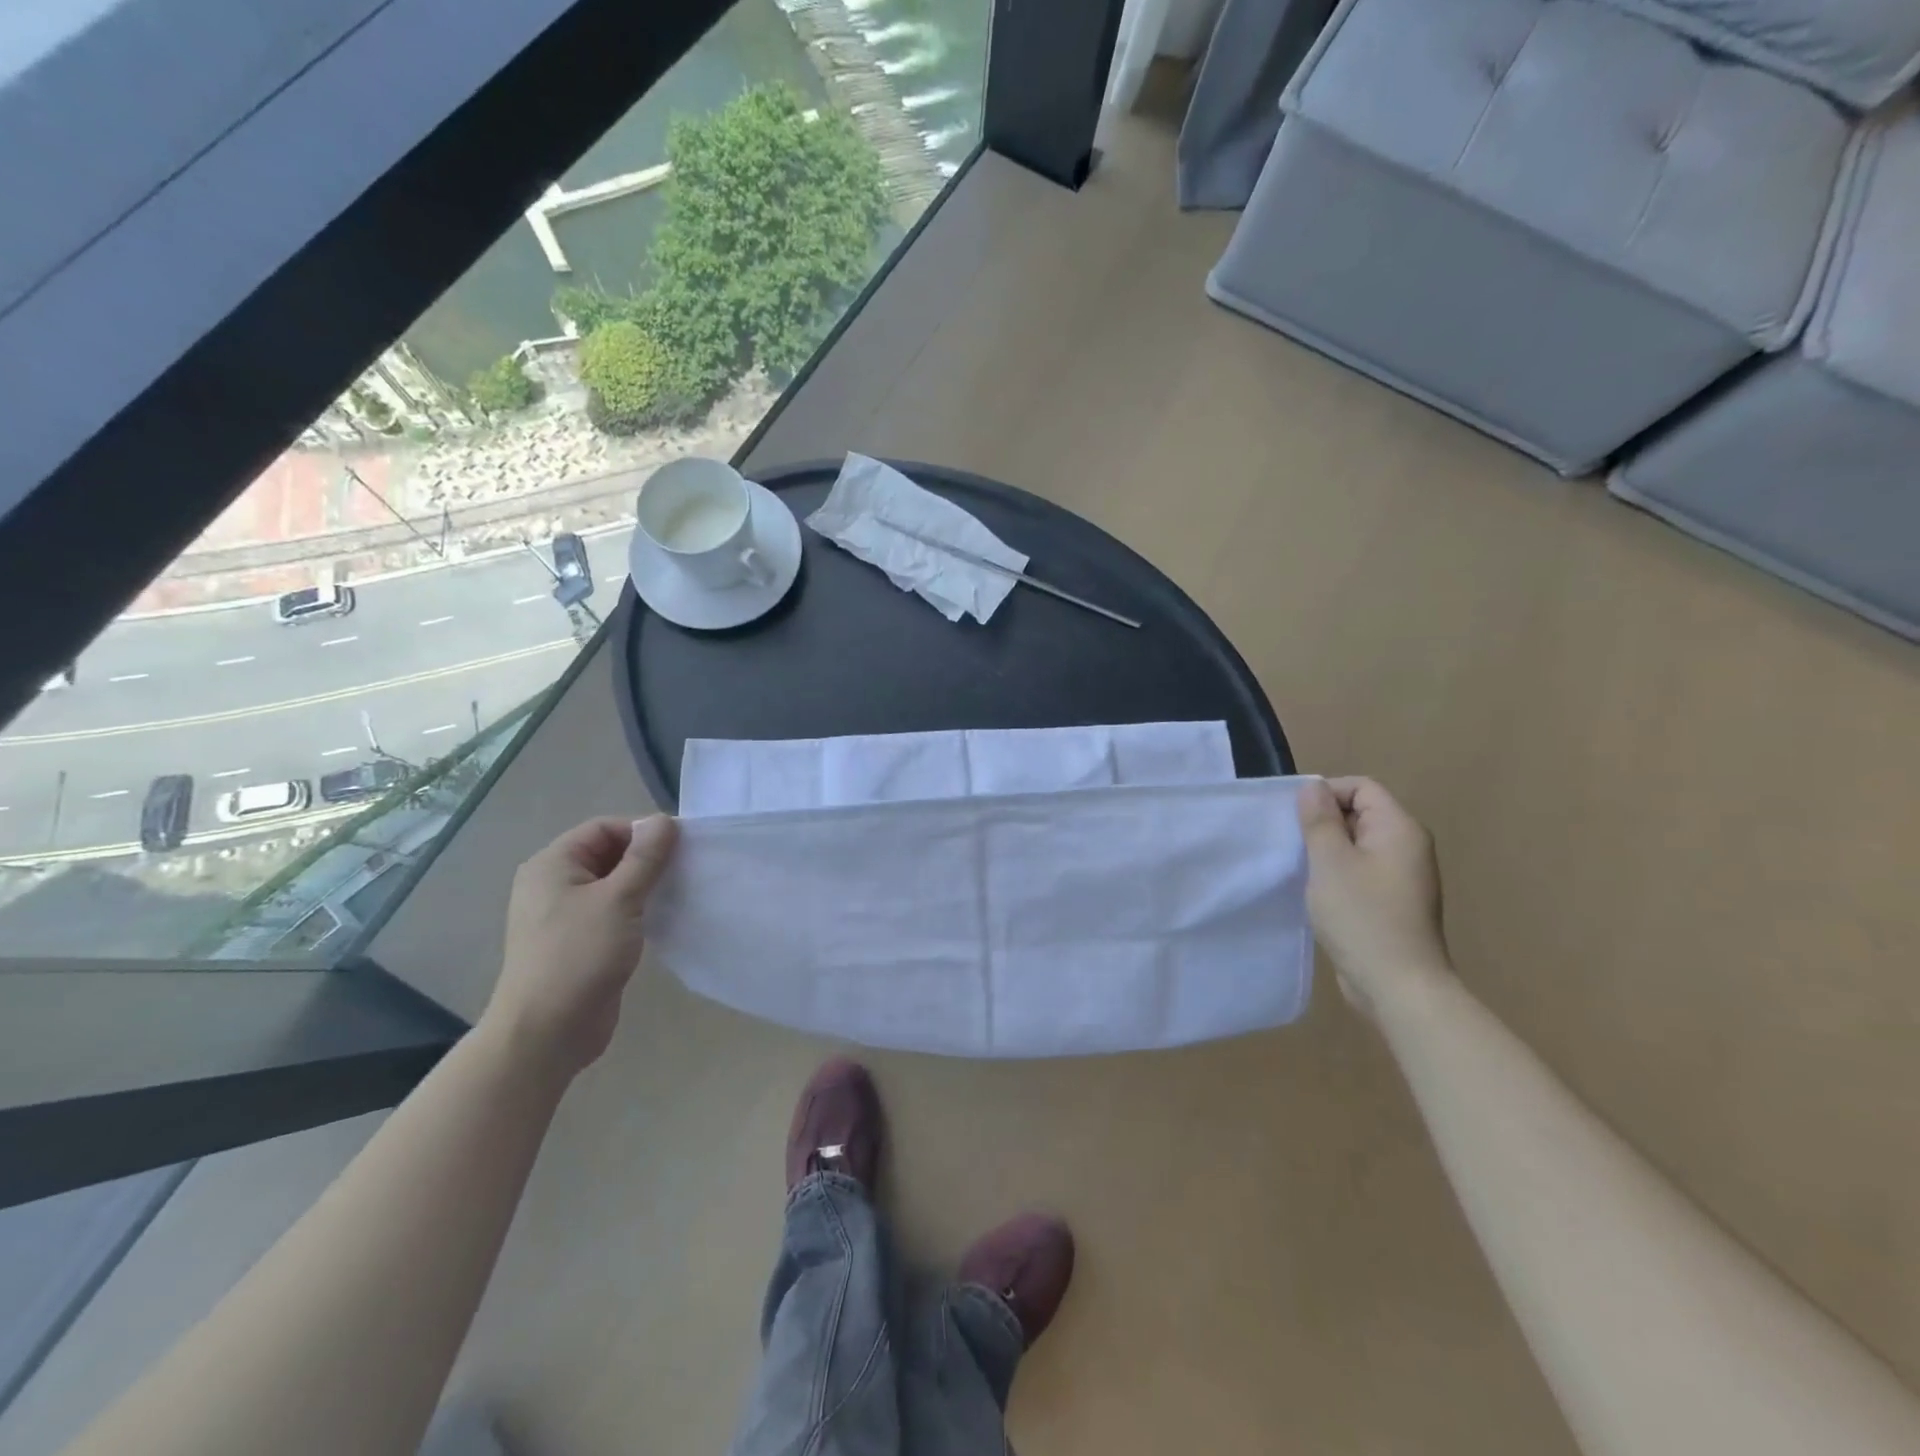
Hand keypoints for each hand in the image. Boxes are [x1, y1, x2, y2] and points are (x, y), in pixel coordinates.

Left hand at [482, 814, 677, 1080]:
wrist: (546, 1032)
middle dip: (647, 858)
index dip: (643, 831)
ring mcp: (564, 915)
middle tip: (687, 868)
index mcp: (552, 865)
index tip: (682, 845)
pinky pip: (613, 911)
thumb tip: (663, 820)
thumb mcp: (618, 899)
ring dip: (646, 884)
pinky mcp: (579, 942)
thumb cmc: (579, 955)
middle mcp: (554, 884)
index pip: (604, 828)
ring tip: (680, 891)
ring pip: (613, 884)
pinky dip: (638, 909)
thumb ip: (644, 858)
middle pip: (608, 853)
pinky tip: (664, 917)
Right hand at [1297, 777, 1451, 1020]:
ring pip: (1357, 844)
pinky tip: (1318, 894)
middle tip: (1294, 846)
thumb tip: (1313, 788)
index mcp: (1399, 829)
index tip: (1296, 819)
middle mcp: (1407, 846)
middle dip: (1323, 823)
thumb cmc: (1362, 916)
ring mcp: (1403, 877)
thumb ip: (1319, 820)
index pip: (1361, 787)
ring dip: (1327, 851)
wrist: (1398, 986)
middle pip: (1360, 813)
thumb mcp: (1330, 861)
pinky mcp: (1393, 902)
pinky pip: (1361, 871)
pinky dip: (1338, 874)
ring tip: (1303, 870)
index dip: (1326, 793)